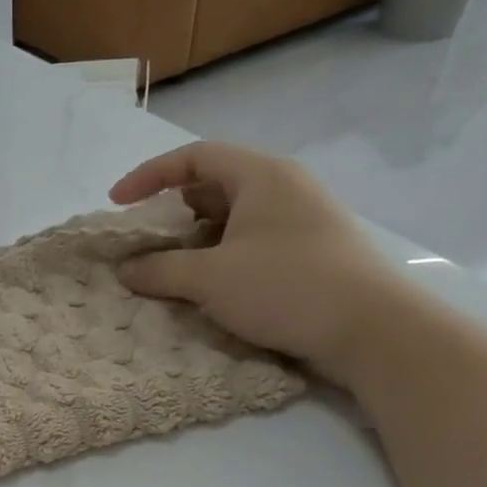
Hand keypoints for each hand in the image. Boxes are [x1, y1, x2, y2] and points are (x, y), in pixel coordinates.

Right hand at [111, 143, 410, 389]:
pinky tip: (203, 284)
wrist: (370, 328)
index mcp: (261, 176)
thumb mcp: (209, 278)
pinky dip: (217, 255)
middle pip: (212, 185)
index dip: (149, 175)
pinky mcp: (307, 251)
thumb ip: (159, 270)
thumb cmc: (285, 287)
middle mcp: (282, 188)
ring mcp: (299, 219)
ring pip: (230, 216)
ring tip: (166, 265)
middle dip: (169, 210)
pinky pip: (248, 240)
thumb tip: (126, 269)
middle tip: (141, 239)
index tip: (117, 203)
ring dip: (192, 238)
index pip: (194, 157)